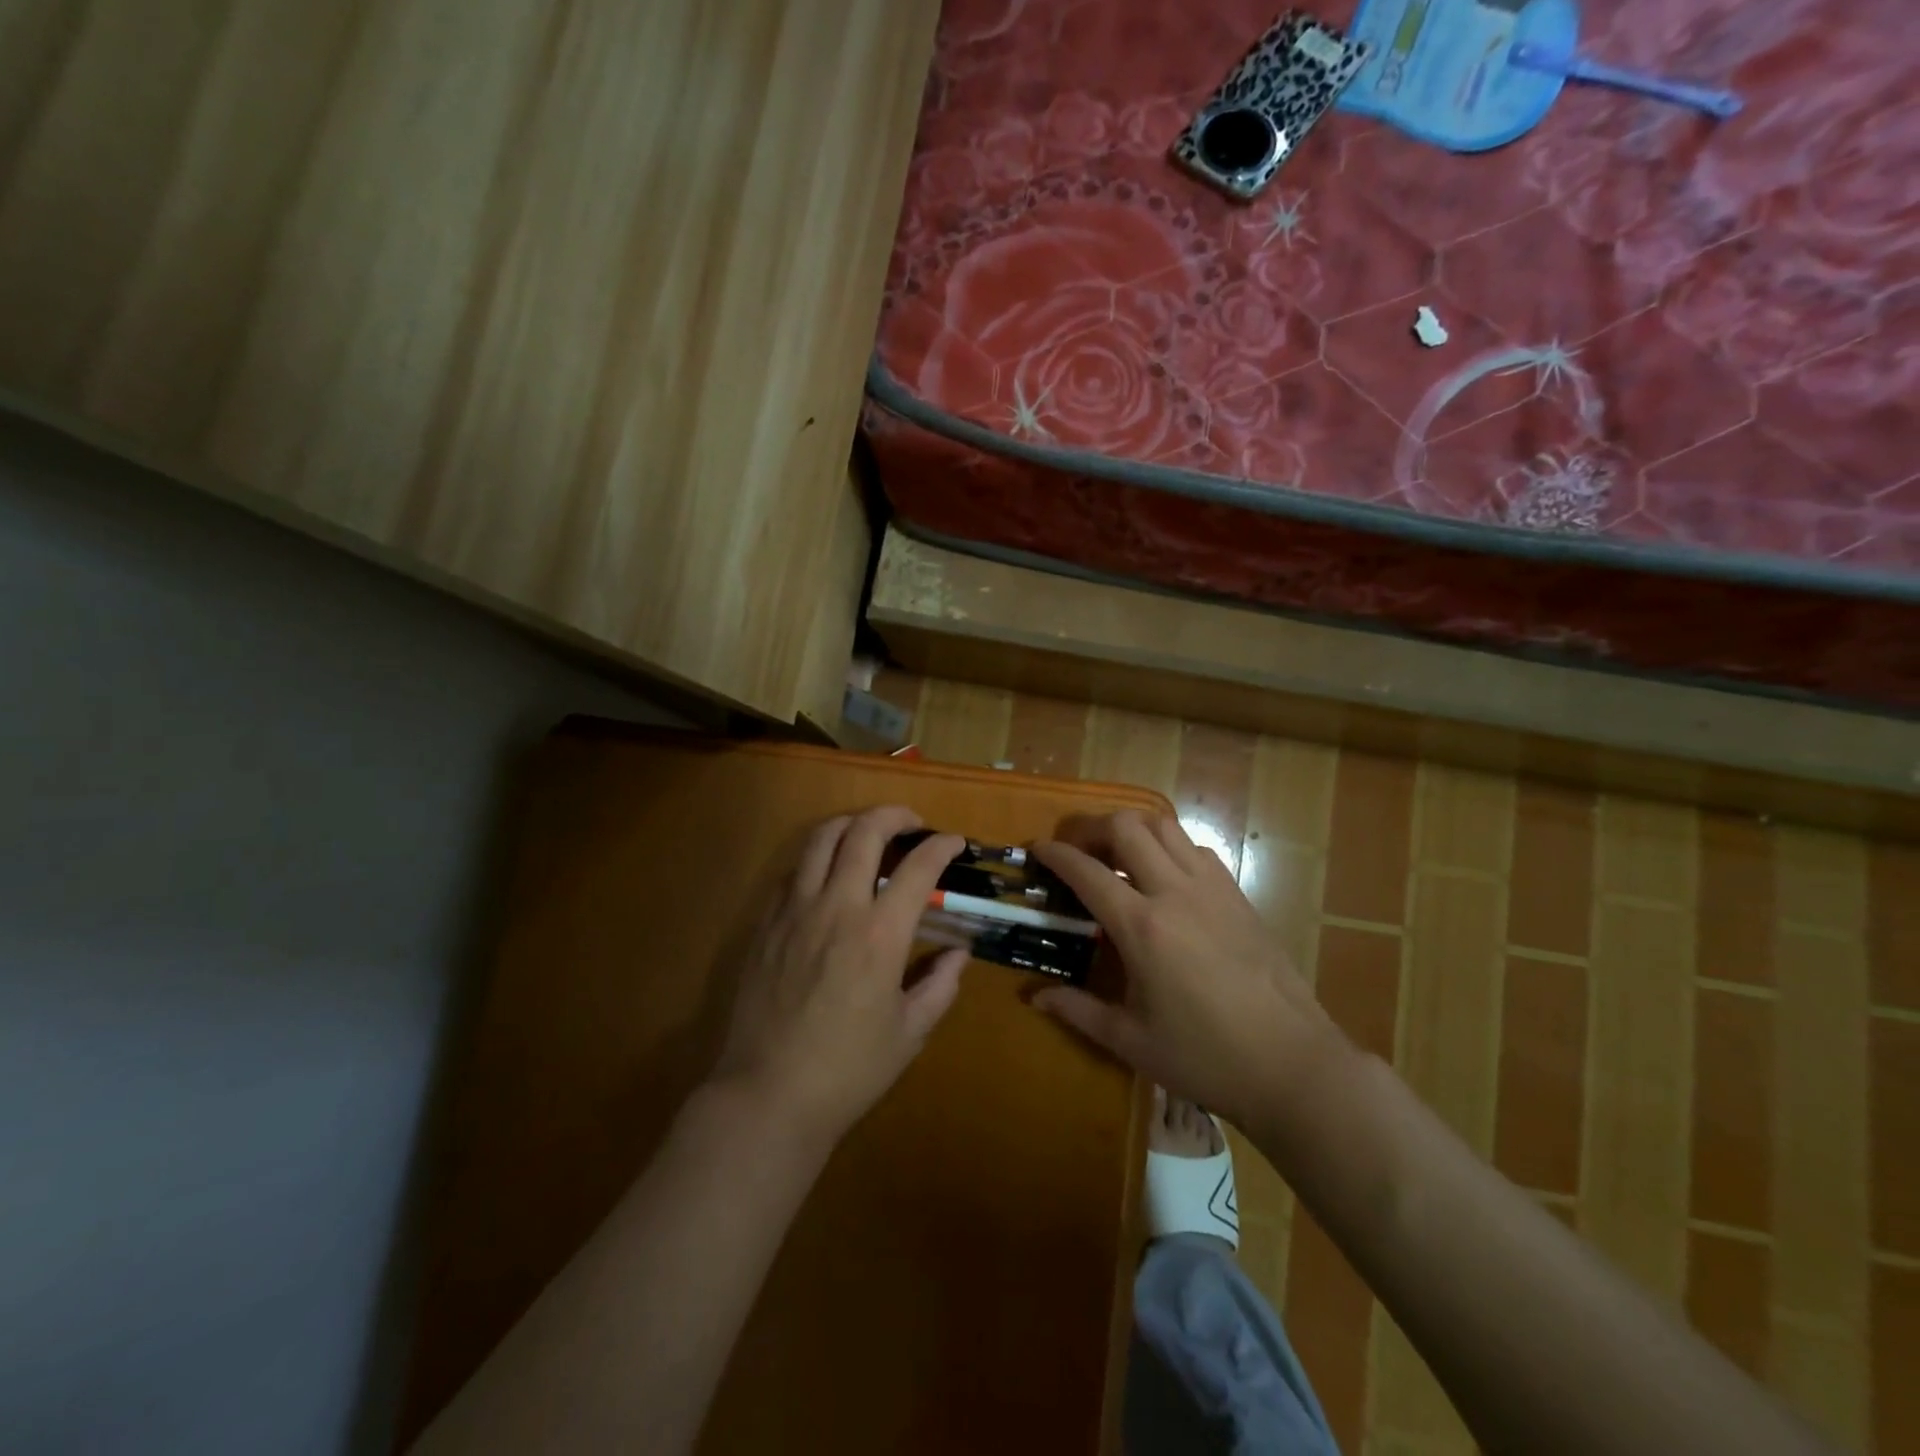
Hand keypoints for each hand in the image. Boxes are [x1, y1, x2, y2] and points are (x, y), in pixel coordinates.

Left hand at [712, 807, 967, 1143]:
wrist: (767, 1095)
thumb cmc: (848, 1071)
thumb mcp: (910, 1033)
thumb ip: (940, 985)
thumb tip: (959, 954)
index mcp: (880, 935)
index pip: (918, 868)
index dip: (942, 846)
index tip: (954, 842)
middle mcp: (837, 908)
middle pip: (864, 832)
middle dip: (894, 815)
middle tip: (912, 823)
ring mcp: (794, 911)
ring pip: (820, 839)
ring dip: (850, 824)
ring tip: (868, 832)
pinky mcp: (766, 924)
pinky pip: (793, 871)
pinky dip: (817, 858)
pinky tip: (828, 877)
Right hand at [1030, 811, 1339, 1125]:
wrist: (1293, 1064)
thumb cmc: (1206, 1058)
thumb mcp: (1131, 1041)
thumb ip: (1078, 1010)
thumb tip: (1035, 997)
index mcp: (1143, 927)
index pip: (1087, 871)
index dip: (1056, 854)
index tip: (1037, 847)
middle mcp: (1175, 893)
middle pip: (1127, 827)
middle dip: (1092, 827)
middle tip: (1077, 849)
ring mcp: (1213, 889)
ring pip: (1165, 827)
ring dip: (1133, 829)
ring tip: (1117, 854)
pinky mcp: (1238, 896)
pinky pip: (1197, 849)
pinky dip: (1170, 847)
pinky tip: (1164, 877)